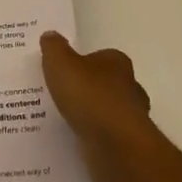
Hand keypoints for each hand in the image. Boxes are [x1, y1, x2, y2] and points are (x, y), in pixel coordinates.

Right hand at [40, 31, 150, 169]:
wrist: (115, 145)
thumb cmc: (90, 96)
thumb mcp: (61, 64)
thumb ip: (54, 48)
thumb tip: (50, 35)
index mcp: (117, 63)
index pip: (101, 57)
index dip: (83, 62)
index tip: (65, 71)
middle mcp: (130, 87)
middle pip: (107, 84)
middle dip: (88, 89)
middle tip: (62, 95)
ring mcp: (131, 118)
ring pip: (107, 112)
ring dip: (91, 115)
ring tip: (64, 120)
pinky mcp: (127, 144)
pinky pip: (105, 136)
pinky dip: (93, 137)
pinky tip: (74, 140)